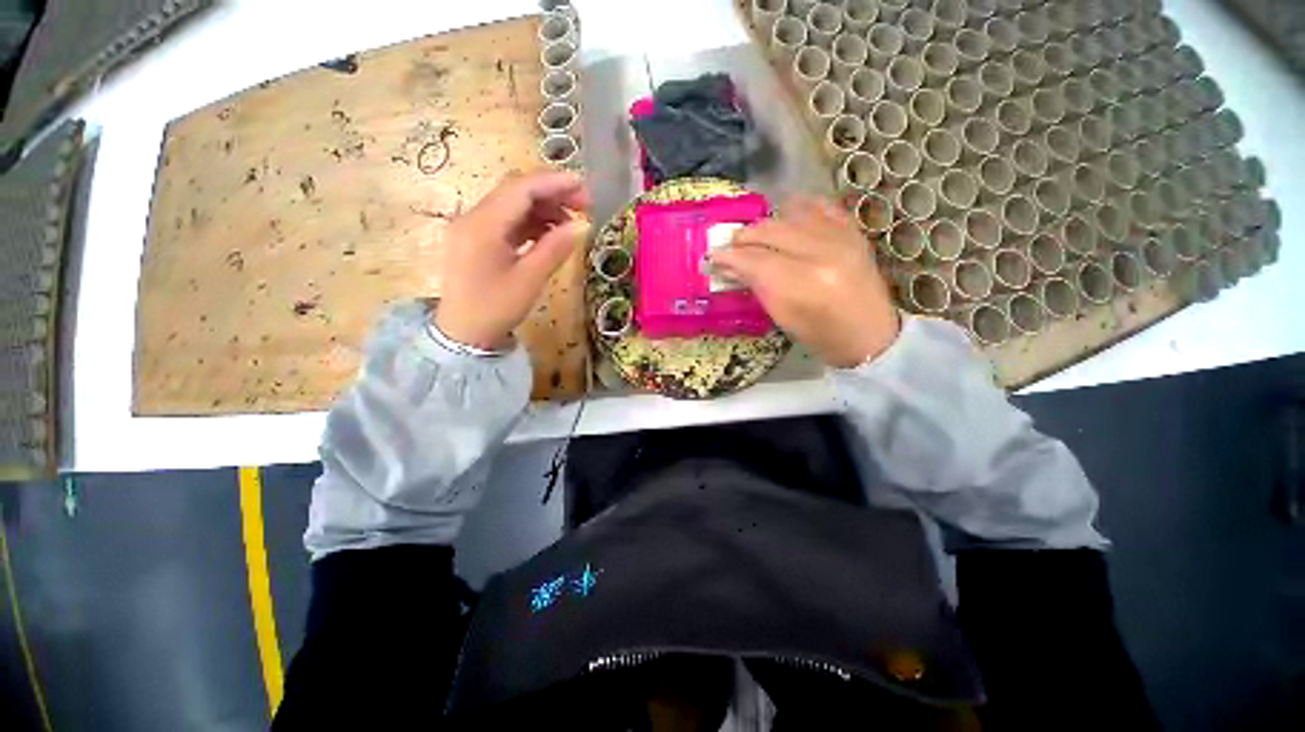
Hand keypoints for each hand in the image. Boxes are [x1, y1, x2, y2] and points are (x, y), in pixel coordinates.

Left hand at [435, 172, 590, 349]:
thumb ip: (555, 248)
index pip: (521, 189)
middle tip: (584, 204)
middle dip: (551, 193)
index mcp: (483, 225)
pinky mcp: (476, 240)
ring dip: (543, 208)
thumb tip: (582, 225)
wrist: (462, 334)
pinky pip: (507, 221)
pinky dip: (531, 222)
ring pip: (512, 205)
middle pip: (515, 191)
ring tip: (571, 222)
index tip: (584, 186)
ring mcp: (472, 227)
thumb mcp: (530, 280)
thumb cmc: (495, 309)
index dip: (554, 183)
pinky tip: (550, 233)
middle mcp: (473, 217)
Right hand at [712, 197, 899, 367]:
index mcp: (801, 284)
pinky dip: (800, 206)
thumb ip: (756, 286)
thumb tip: (730, 266)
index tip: (713, 257)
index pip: (755, 259)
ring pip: (791, 214)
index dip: (729, 256)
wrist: (870, 335)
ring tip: (754, 234)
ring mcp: (842, 237)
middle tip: (729, 245)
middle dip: (744, 236)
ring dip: (766, 222)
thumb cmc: (821, 336)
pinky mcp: (853, 231)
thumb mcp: (782, 317)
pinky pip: (821, 206)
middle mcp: (821, 252)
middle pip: (770, 231)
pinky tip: (786, 212)